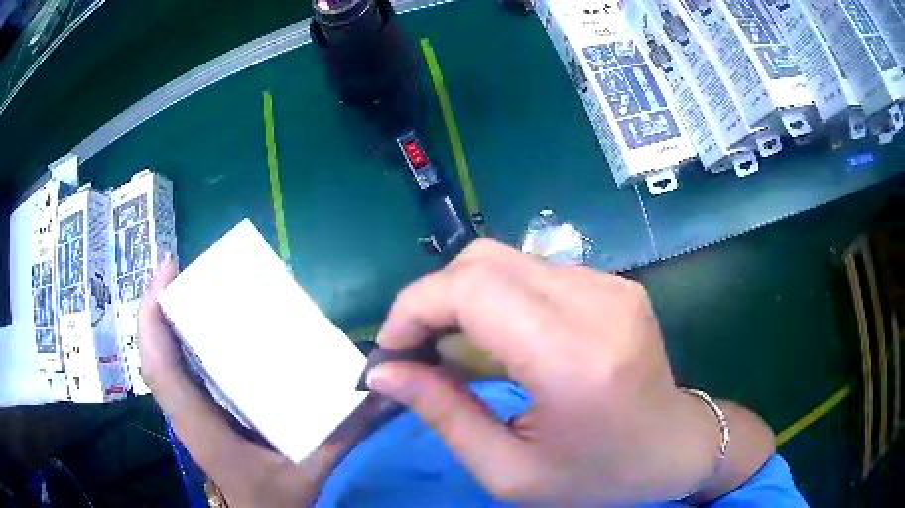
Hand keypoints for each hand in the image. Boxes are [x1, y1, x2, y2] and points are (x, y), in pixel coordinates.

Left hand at [138, 257, 344, 507]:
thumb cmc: (277, 500)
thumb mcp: (313, 469)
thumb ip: (344, 432)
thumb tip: (377, 391)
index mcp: (202, 426)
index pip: (160, 365)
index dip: (154, 315)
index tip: (167, 269)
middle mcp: (187, 414)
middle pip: (155, 354)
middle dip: (159, 307)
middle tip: (182, 270)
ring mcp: (189, 414)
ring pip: (163, 361)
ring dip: (166, 323)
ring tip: (189, 289)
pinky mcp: (200, 415)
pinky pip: (178, 372)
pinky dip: (178, 343)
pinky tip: (202, 330)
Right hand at [367, 240, 772, 503]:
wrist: (675, 448)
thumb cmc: (597, 477)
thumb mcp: (509, 471)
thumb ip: (442, 414)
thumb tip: (384, 372)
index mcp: (573, 359)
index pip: (472, 290)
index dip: (416, 306)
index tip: (393, 347)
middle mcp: (597, 304)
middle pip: (484, 261)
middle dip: (434, 300)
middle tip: (421, 351)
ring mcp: (611, 285)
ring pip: (506, 260)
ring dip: (466, 299)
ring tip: (463, 353)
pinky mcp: (615, 283)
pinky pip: (535, 273)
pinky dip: (501, 300)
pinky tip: (507, 342)